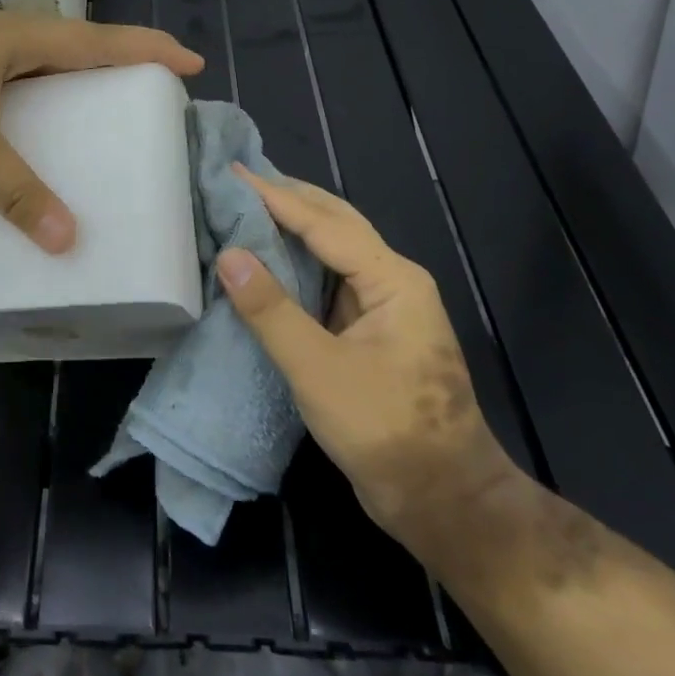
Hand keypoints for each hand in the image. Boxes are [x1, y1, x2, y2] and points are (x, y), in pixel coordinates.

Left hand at [0, 14, 201, 251]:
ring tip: (108, 96)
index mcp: (13, 39)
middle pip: (74, 41)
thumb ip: (18, 193)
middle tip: (154, 83)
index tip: (189, 62)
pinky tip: (42, 113)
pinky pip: (16, 73)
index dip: (145, 49)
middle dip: (118, 57)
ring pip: (42, 56)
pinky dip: (44, 87)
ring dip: (78, 70)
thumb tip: (69, 241)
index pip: (95, 40)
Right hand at [217, 168, 519, 554]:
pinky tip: (269, 258)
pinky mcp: (372, 330)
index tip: (233, 173)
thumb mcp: (318, 371)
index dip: (275, 197)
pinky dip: (297, 260)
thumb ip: (271, 310)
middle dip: (289, 198)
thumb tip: (229, 255)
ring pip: (334, 248)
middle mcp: (393, 280)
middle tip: (238, 181)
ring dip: (293, 225)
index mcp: (392, 280)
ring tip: (247, 206)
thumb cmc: (386, 431)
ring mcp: (385, 306)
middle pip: (336, 222)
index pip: (324, 223)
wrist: (446, 502)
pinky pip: (330, 279)